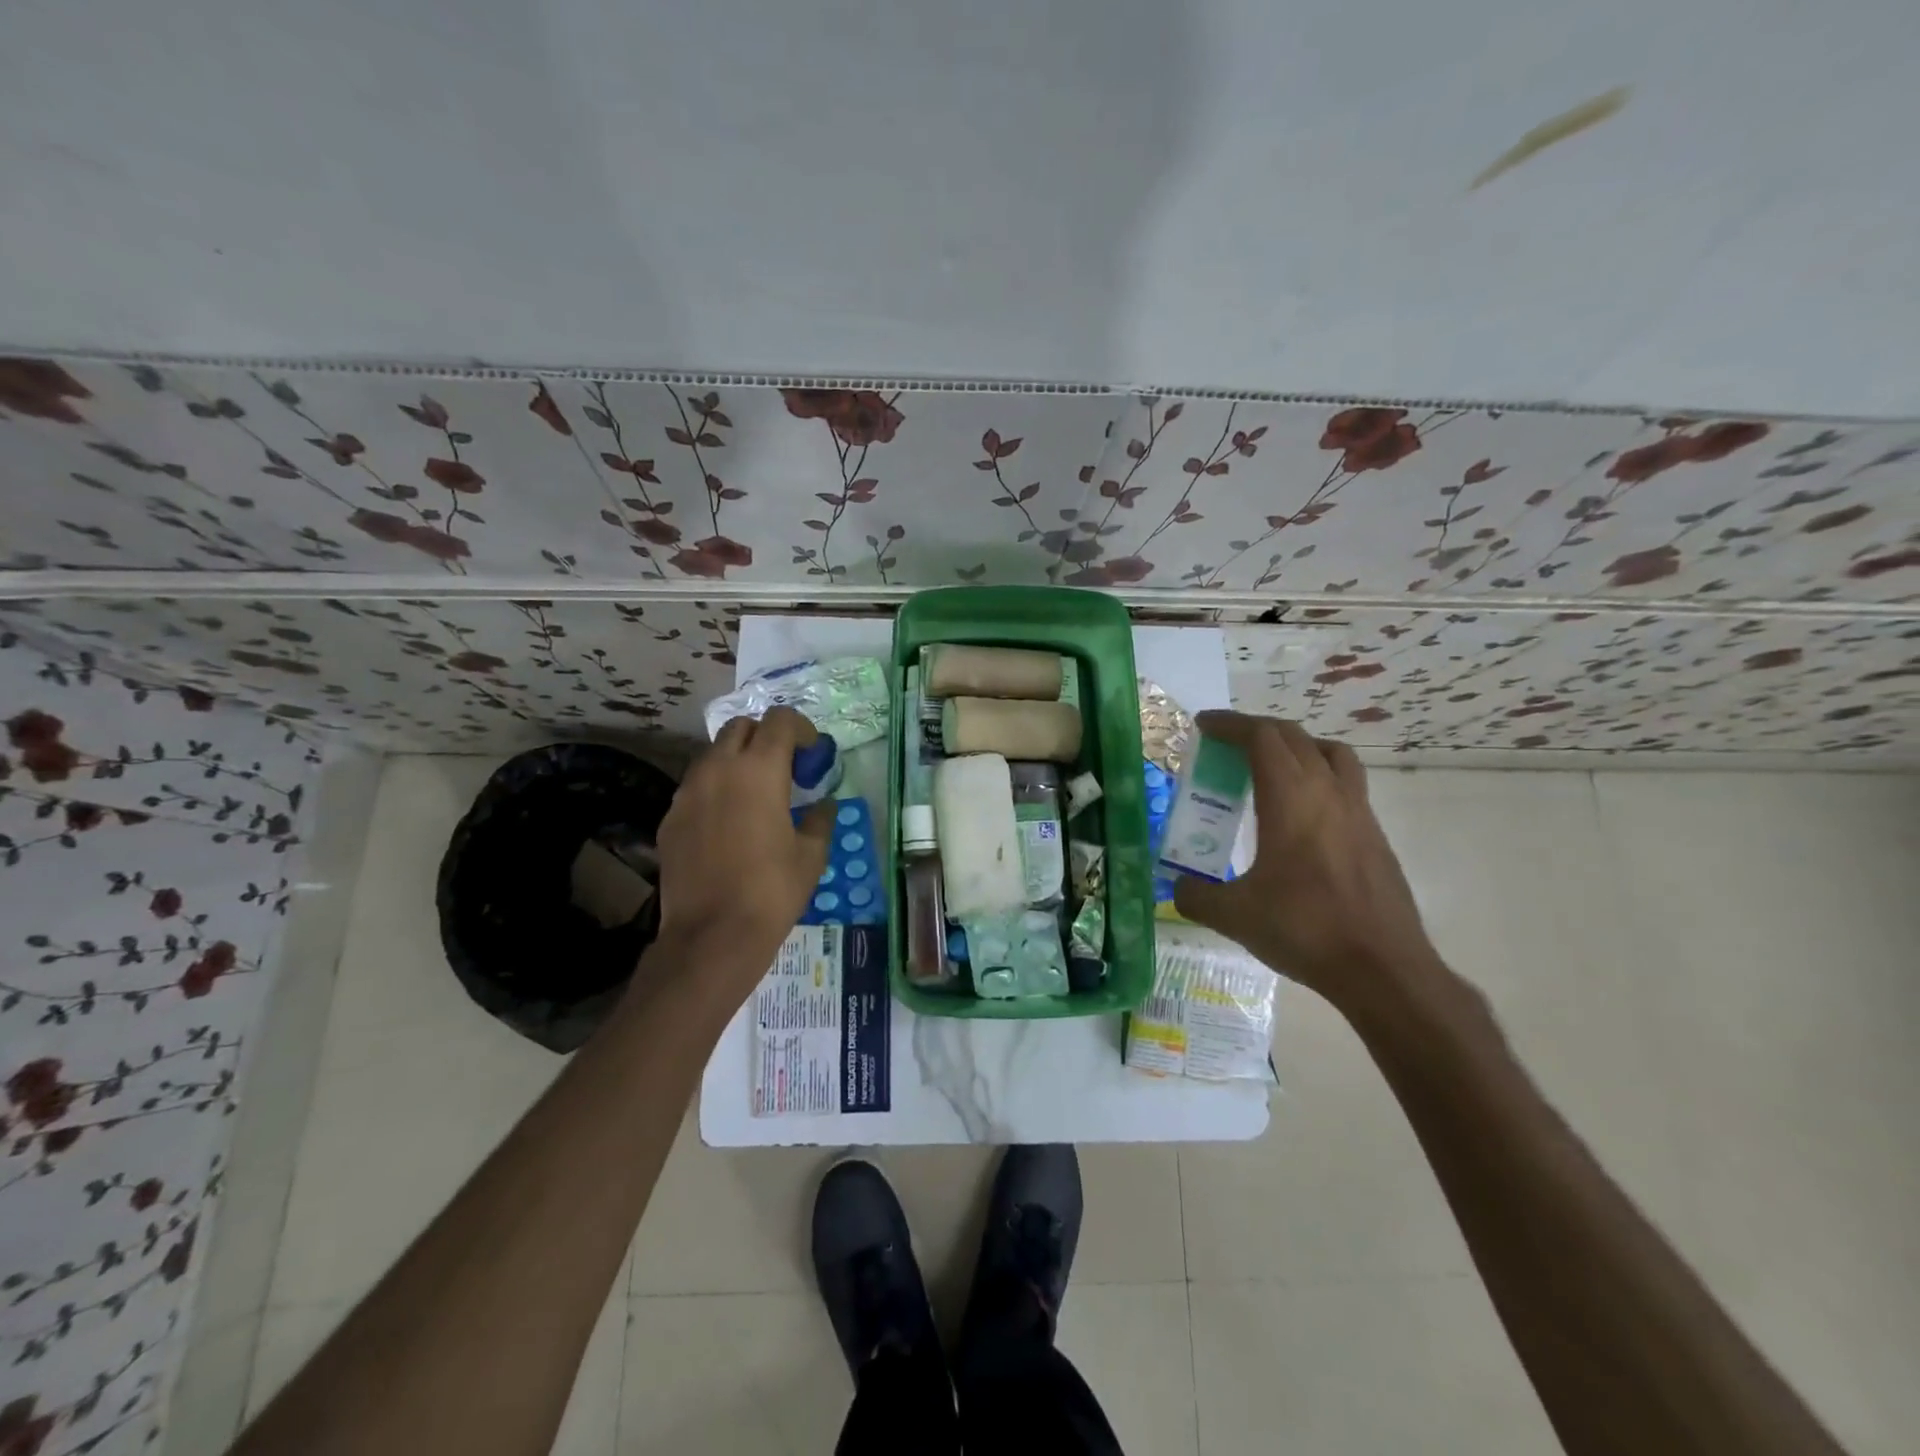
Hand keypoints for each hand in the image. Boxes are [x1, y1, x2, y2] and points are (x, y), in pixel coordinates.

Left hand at [654, 706, 833, 979]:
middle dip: (766, 738)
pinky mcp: (670, 817)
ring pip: (713, 755)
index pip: (780, 720)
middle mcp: (718, 768)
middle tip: (784, 769)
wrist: (712, 935)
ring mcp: (688, 791)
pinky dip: (715, 789)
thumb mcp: (812, 854)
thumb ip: (821, 818)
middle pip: (741, 727)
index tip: (812, 754)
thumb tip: (823, 804)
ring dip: (737, 761)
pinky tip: (728, 823)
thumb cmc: (772, 890)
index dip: (801, 729)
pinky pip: (695, 786)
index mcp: (759, 770)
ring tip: (755, 795)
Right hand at [1172, 712, 1444, 1018]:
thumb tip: (1179, 887)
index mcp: (1291, 798)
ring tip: (1271, 767)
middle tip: (1226, 744)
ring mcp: (1359, 811)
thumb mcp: (1234, 915)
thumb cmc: (1305, 929)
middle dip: (1257, 730)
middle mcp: (1328, 791)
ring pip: (1330, 753)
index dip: (1229, 724)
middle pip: (1293, 736)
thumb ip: (1196, 895)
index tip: (1203, 725)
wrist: (1384, 969)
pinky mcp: (1375, 835)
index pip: (1261, 737)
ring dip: (1296, 746)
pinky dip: (1318, 777)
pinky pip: (1346, 784)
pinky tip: (1302, 815)